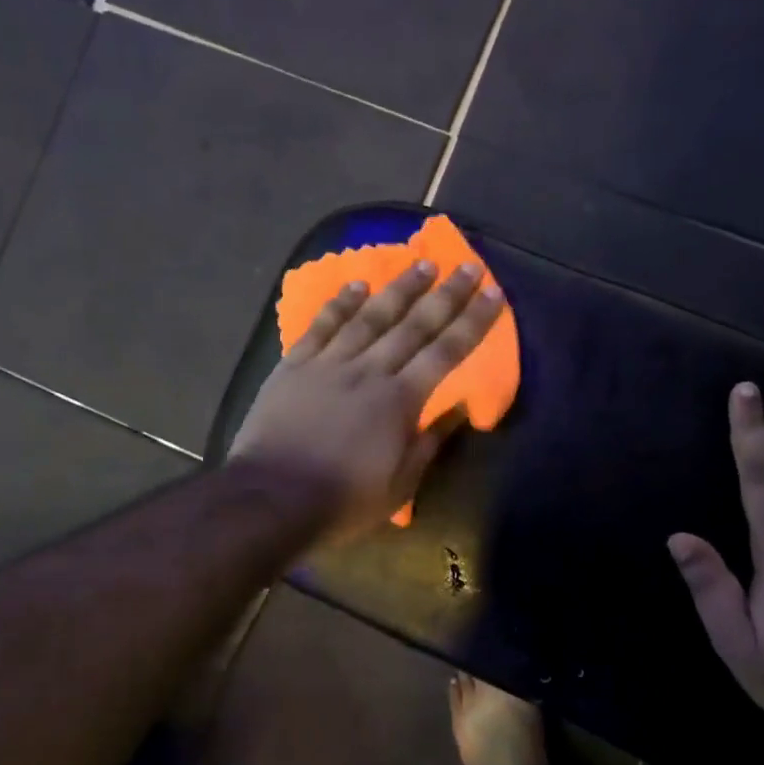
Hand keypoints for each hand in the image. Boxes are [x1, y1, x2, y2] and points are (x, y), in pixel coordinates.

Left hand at [230, 258, 504, 539]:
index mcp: (399, 400)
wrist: (271, 499)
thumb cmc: (342, 500)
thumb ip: (428, 443)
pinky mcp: (294, 366)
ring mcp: (329, 364)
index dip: (472, 322)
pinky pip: (320, 326)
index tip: (492, 293)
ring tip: (421, 264)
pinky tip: (355, 283)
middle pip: (413, 325)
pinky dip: (339, 303)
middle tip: (467, 266)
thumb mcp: (398, 486)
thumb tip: (458, 408)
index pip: (446, 352)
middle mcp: (369, 371)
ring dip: (398, 288)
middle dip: (445, 294)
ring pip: (369, 317)